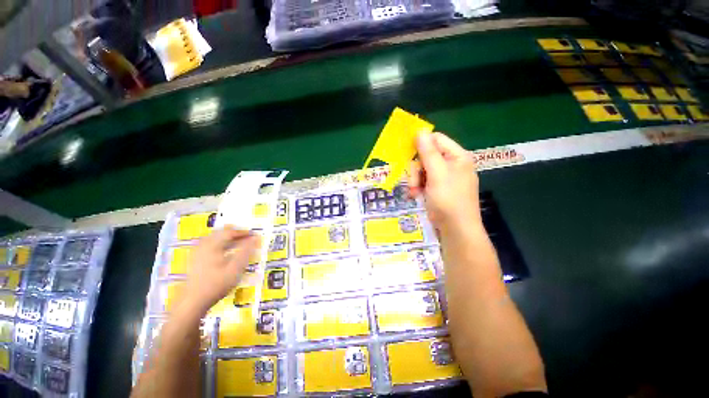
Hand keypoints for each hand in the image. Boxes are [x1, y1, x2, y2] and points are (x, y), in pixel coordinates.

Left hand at [182, 227, 259, 313]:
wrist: (193, 302)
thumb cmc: (217, 284)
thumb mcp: (236, 268)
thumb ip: (246, 251)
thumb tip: (255, 238)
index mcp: (212, 245)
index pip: (230, 232)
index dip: (243, 232)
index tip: (254, 235)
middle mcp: (203, 245)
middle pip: (220, 232)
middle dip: (235, 234)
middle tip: (247, 238)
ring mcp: (197, 252)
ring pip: (214, 238)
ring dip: (227, 238)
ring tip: (238, 244)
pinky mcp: (195, 259)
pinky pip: (209, 244)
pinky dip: (220, 244)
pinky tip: (225, 252)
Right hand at [408, 132, 481, 232]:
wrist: (456, 229)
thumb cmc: (448, 199)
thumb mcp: (437, 173)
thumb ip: (428, 152)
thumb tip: (420, 131)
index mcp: (457, 156)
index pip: (436, 139)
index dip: (421, 143)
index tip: (407, 152)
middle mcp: (451, 164)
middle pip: (427, 155)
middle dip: (416, 169)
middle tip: (414, 181)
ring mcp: (444, 177)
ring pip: (422, 169)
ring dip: (415, 179)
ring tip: (414, 191)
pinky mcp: (437, 188)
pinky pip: (423, 180)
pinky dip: (417, 187)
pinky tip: (415, 195)